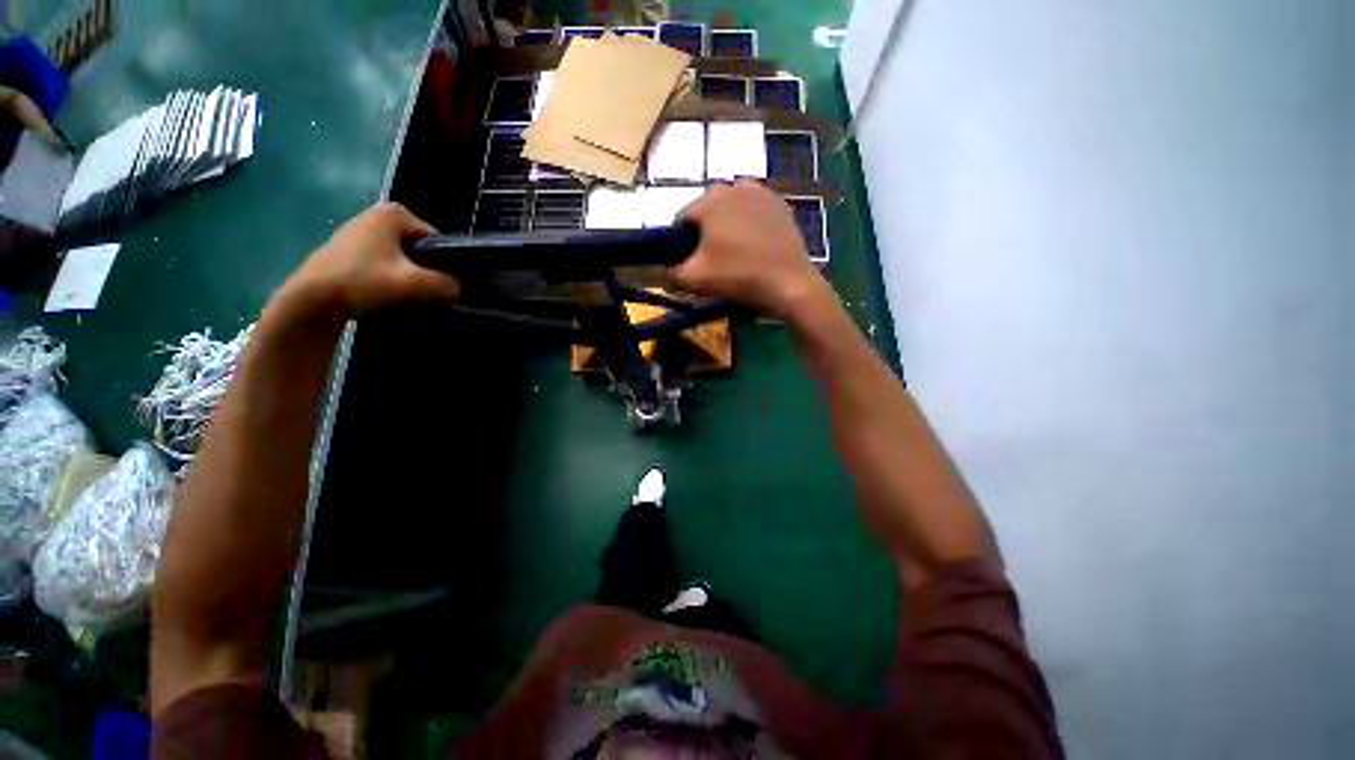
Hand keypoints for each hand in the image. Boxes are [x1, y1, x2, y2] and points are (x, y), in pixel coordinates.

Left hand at [284, 202, 459, 316]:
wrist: (312, 299)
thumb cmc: (362, 281)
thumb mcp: (413, 283)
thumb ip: (445, 284)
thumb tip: (460, 289)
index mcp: (395, 213)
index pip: (437, 240)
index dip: (443, 264)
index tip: (437, 284)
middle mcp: (378, 213)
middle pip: (420, 248)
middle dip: (424, 269)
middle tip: (418, 291)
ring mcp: (361, 229)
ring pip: (403, 256)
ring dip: (407, 275)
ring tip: (401, 293)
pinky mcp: (350, 247)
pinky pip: (385, 261)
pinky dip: (389, 275)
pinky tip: (383, 291)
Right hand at [672, 181, 828, 318]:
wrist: (788, 283)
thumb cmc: (738, 277)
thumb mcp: (695, 279)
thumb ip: (669, 273)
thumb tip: (659, 271)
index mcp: (710, 200)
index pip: (681, 217)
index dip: (679, 241)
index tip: (686, 261)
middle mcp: (734, 186)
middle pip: (707, 210)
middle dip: (703, 231)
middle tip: (711, 259)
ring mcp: (761, 192)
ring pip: (731, 208)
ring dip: (726, 225)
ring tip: (733, 252)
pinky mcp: (780, 204)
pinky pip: (753, 211)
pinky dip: (748, 223)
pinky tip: (753, 245)